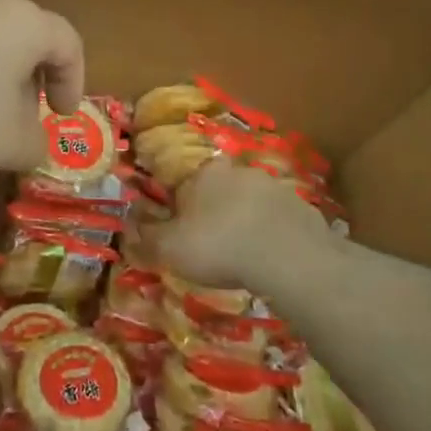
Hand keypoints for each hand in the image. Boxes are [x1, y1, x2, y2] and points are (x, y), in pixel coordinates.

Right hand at [141, 159, 333, 290]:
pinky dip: (272, 235)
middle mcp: (238, 170)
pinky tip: (270, 260)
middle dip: (216, 210)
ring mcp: (274, 186)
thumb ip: (147, 237)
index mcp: (204, 173)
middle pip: (221, 188)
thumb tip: (129, 226)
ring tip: (243, 255)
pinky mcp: (301, 207)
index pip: (187, 180)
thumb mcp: (170, 248)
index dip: (183, 203)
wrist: (287, 257)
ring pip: (251, 202)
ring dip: (246, 221)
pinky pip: (279, 220)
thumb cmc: (218, 245)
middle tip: (213, 243)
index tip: (184, 228)